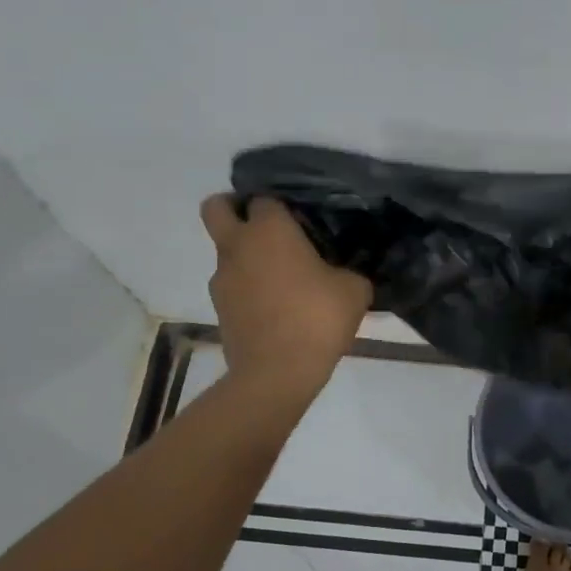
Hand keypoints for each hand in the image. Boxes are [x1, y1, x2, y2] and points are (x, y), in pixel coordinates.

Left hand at [200, 196, 371, 395]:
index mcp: (270, 229)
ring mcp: (222, 278)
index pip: (265, 197)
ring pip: (225, 251)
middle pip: (216, 207)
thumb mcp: (354, 290)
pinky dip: (248, 287)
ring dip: (246, 255)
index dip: (281, 203)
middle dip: (234, 208)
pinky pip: (232, 285)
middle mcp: (238, 246)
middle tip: (266, 225)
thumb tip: (346, 274)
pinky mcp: (220, 308)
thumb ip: (349, 271)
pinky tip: (277, 306)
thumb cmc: (317, 318)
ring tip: (282, 278)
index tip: (301, 217)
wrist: (277, 373)